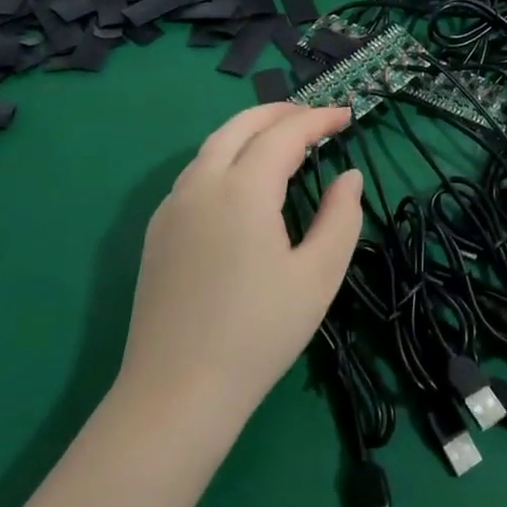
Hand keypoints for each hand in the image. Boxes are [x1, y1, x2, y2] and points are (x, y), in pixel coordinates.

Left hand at [118, 104, 363, 434]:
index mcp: (242, 190)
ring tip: (286, 144)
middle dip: (281, 112)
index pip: (285, 133)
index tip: (348, 116)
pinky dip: (228, 157)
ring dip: (251, 132)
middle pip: (241, 125)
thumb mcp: (318, 276)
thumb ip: (341, 217)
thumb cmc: (259, 334)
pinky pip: (196, 173)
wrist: (176, 394)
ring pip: (213, 145)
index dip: (319, 119)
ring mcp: (172, 206)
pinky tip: (246, 183)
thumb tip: (349, 177)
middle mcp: (201, 184)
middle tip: (317, 119)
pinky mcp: (157, 231)